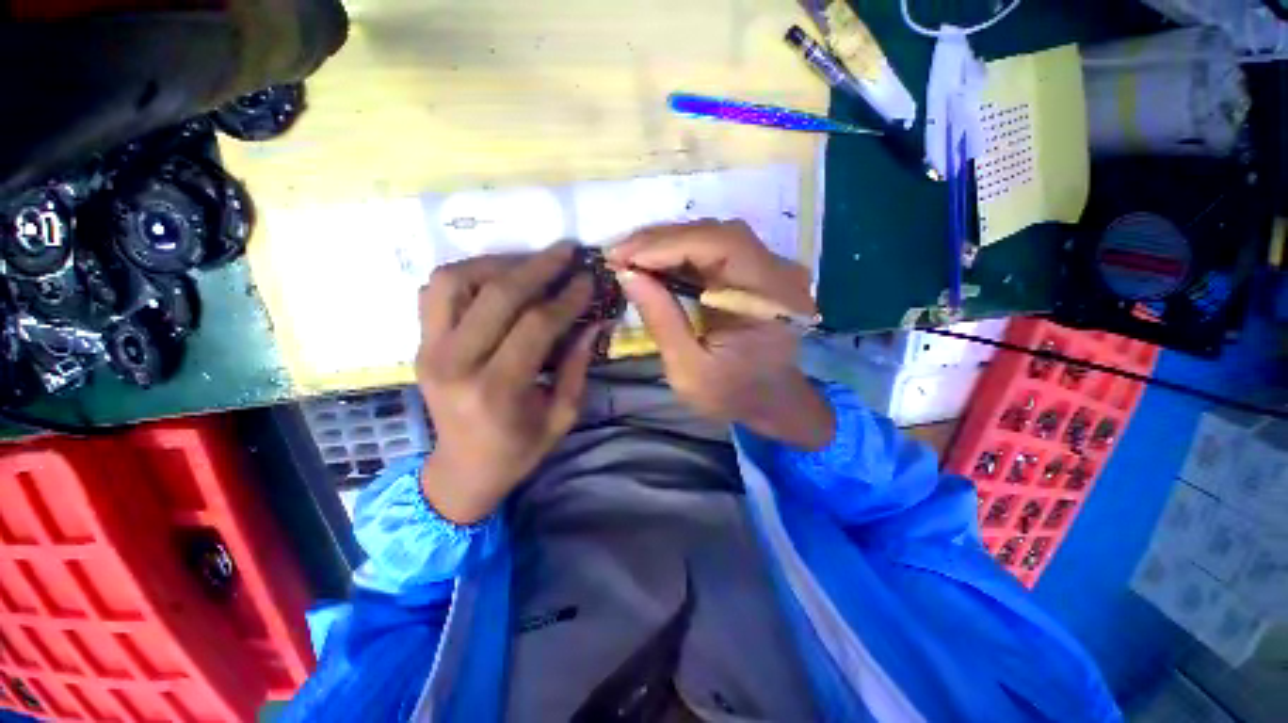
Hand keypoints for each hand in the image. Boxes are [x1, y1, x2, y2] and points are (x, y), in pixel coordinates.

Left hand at [416, 243, 599, 523]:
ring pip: (455, 281)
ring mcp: (429, 350)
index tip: (588, 279)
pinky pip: (436, 291)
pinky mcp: (420, 344)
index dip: (567, 297)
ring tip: (530, 263)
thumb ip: (577, 366)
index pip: (535, 325)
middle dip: (538, 267)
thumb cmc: (518, 450)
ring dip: (497, 263)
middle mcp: (455, 364)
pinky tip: (497, 278)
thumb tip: (594, 321)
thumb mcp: (562, 416)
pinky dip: (467, 274)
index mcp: (496, 390)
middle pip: (497, 295)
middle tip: (566, 251)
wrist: (462, 469)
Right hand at [608, 220, 834, 449]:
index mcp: (770, 298)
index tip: (622, 257)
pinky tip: (654, 263)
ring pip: (714, 236)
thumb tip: (626, 274)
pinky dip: (680, 253)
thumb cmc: (732, 394)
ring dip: (668, 244)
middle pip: (717, 234)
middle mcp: (779, 272)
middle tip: (618, 254)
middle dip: (661, 241)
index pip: (720, 247)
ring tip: (630, 258)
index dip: (667, 245)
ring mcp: (771, 268)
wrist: (769, 401)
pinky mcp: (756, 271)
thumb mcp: (689, 369)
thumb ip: (661, 320)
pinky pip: (715, 250)